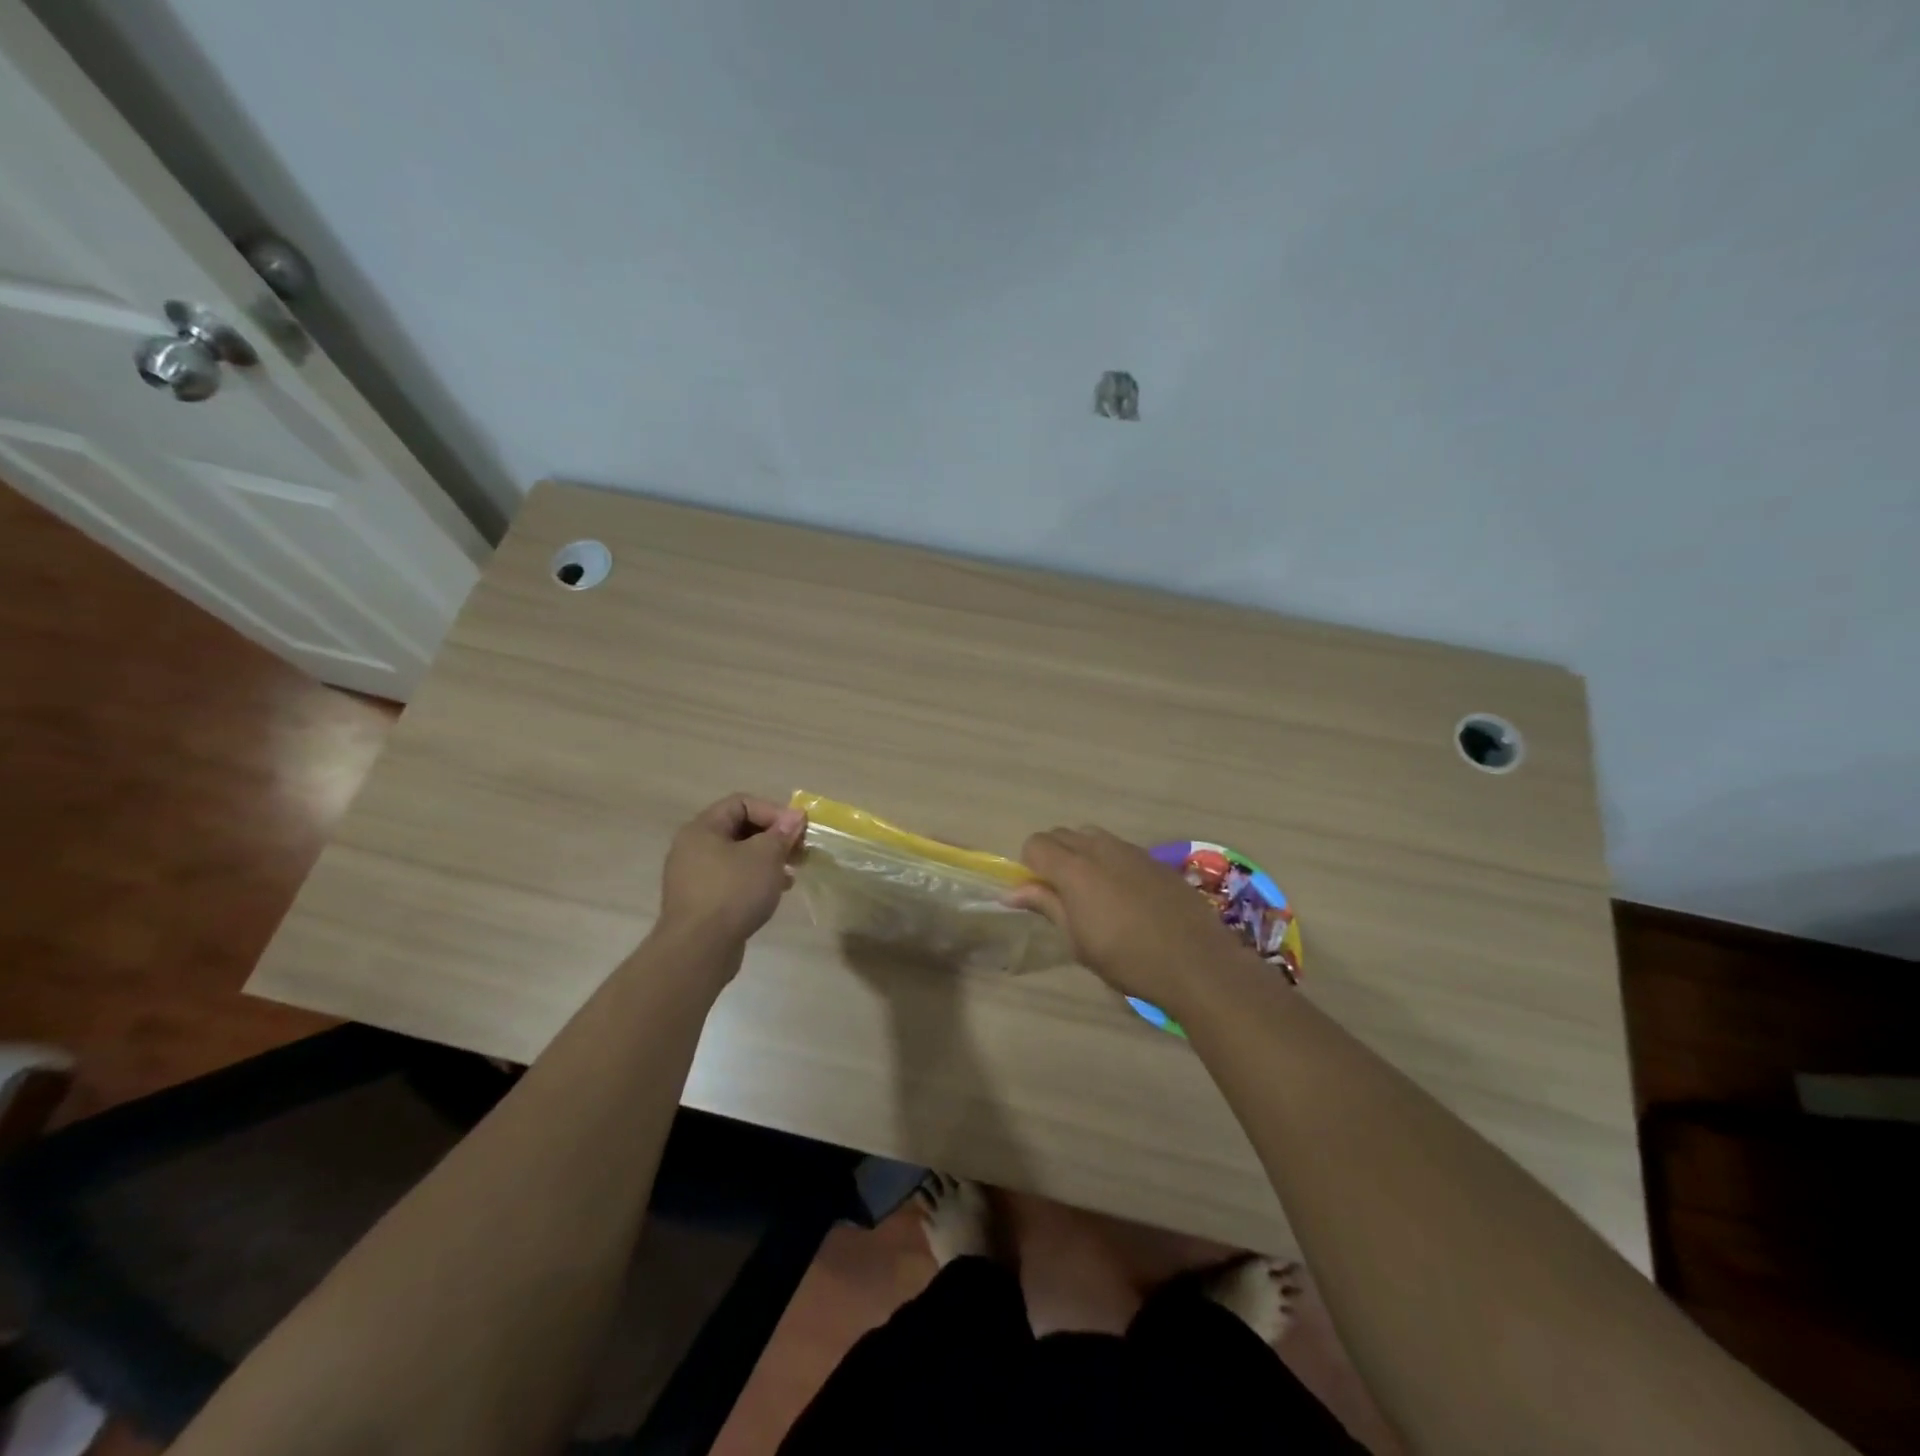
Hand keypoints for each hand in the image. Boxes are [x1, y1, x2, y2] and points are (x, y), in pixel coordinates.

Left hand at [654, 793, 806, 953]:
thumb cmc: (733, 892)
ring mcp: (695, 876)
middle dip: (774, 836)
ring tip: (792, 871)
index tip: (797, 830)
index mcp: (702, 829)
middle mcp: (693, 848)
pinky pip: (732, 879)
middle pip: (740, 829)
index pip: (741, 803)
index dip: (773, 811)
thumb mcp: (765, 856)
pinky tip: (776, 891)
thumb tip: (796, 816)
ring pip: (738, 856)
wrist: (698, 949)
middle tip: (799, 850)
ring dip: (768, 859)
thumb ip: (782, 833)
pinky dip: (755, 879)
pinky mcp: (701, 901)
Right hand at [1010, 827, 1255, 1013]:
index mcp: (1075, 868)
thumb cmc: (1127, 958)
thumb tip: (1014, 892)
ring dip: (1081, 855)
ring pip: (1092, 837)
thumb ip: (1047, 906)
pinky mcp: (1155, 859)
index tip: (1039, 894)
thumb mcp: (1078, 940)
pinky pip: (1119, 849)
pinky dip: (1110, 862)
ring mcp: (1131, 850)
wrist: (1196, 961)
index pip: (1035, 844)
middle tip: (1061, 894)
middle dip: (1053, 856)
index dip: (1030, 866)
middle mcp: (1100, 848)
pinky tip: (1125, 896)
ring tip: (1093, 893)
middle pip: (1062, 834)